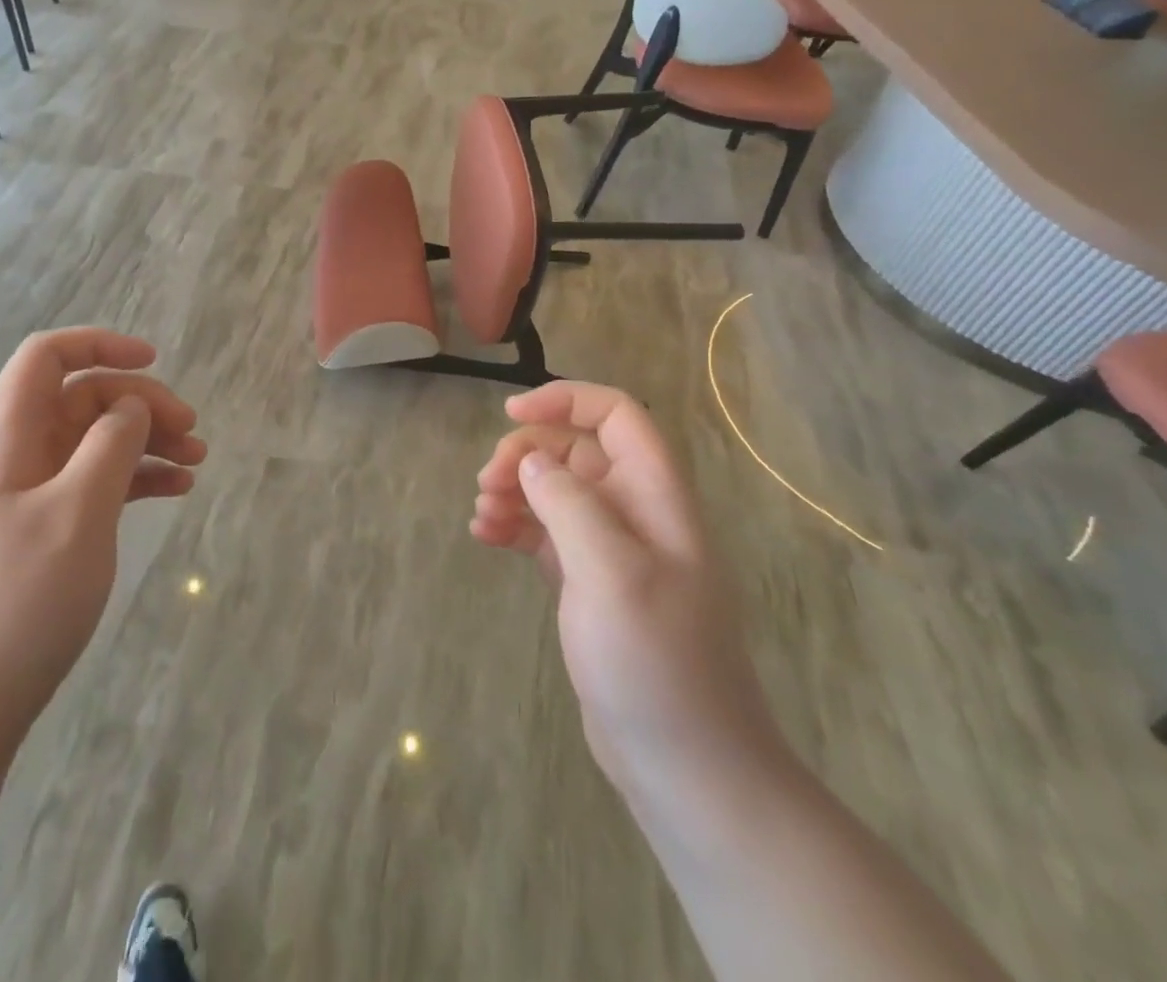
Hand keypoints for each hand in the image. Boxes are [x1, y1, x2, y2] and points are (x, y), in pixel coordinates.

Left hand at [0, 329, 206, 722]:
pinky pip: (101, 480)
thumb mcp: (77, 512)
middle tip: (192, 430)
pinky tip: (178, 489)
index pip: (46, 357)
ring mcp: (37, 492)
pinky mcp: (52, 526)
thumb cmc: (20, 598)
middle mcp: (23, 454)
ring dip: (149, 440)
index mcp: (12, 436)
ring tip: (199, 460)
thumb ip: (110, 445)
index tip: (153, 361)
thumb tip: (132, 406)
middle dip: (142, 402)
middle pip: (86, 397)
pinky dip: (140, 477)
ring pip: (99, 439)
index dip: (98, 344)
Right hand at [473, 382, 785, 803]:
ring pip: (556, 491)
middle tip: (487, 483)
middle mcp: (636, 513)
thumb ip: (569, 503)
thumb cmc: (654, 662)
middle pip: (576, 451)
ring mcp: (612, 550)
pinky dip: (515, 526)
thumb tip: (532, 461)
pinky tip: (485, 538)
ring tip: (482, 514)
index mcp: (656, 497)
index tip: (512, 415)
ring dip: (515, 490)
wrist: (685, 765)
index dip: (567, 401)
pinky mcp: (590, 583)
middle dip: (527, 454)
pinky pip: (546, 533)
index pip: (617, 416)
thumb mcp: (610, 572)